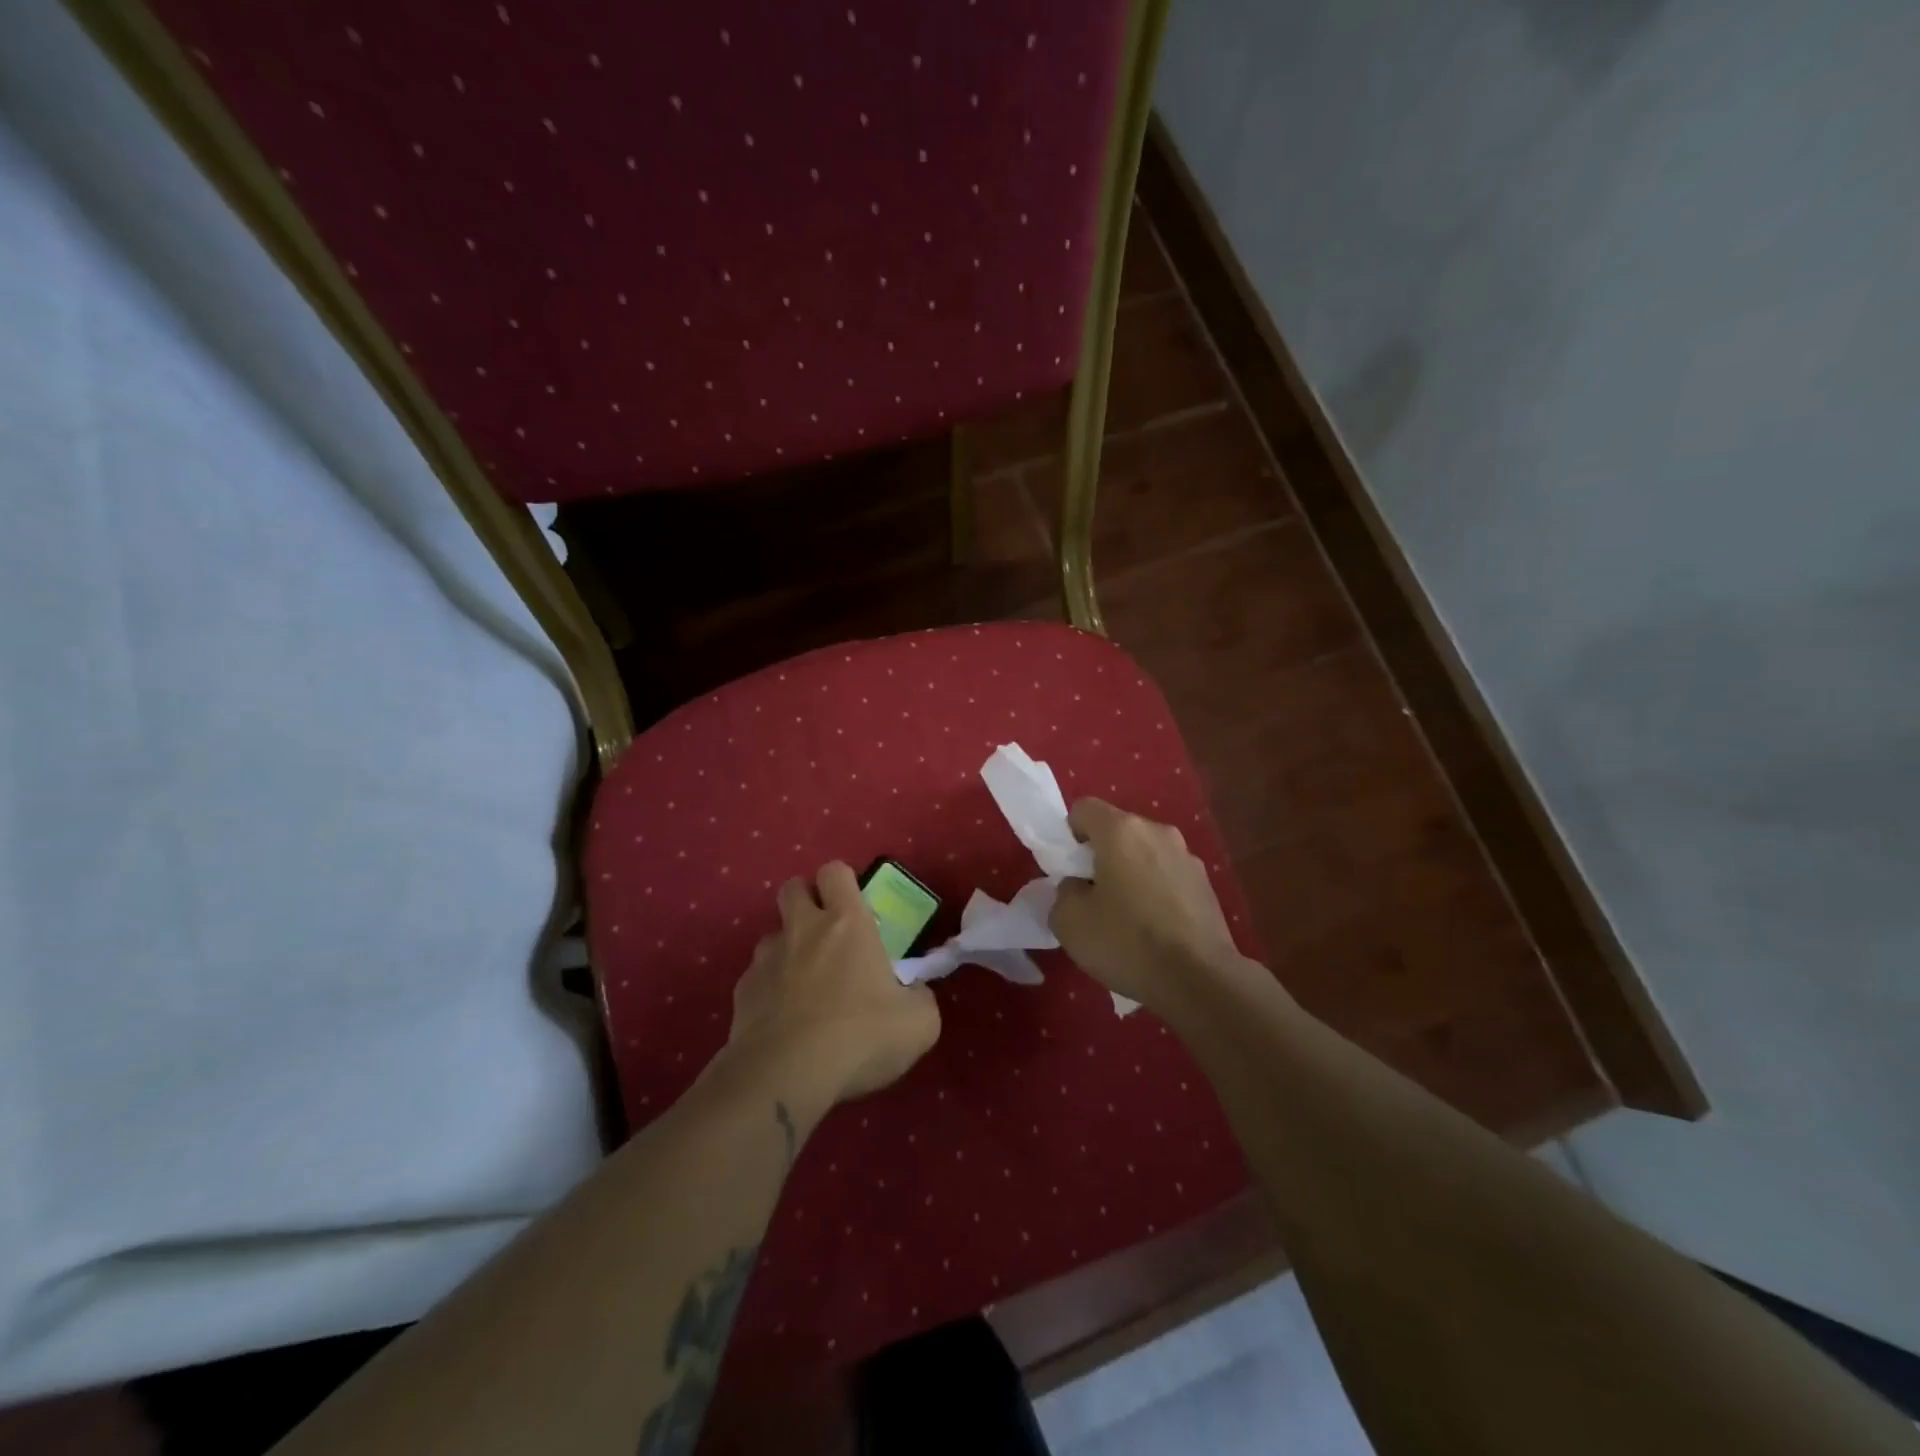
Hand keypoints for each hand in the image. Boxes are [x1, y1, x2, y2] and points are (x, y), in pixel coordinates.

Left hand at [726, 862, 940, 1102]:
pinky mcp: (742, 992)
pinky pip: (756, 976)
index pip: (835, 871)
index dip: (843, 881)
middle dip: (806, 899)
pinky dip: (768, 988)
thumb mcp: (919, 1024)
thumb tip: (914, 993)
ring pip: (771, 933)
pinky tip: (782, 1018)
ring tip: (804, 980)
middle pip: (792, 887)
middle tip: (826, 930)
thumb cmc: (860, 1036)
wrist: (787, 1076)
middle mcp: (803, 929)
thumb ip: (920, 998)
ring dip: (787, 946)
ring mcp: (766, 959)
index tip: (855, 905)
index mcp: (847, 923)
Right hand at [1050, 799, 1249, 1017]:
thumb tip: (1079, 887)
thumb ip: (1064, 893)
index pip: (1084, 808)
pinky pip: (1167, 877)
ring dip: (1131, 874)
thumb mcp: (1069, 922)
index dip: (1069, 834)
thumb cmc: (1127, 942)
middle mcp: (1157, 832)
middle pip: (1117, 831)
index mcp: (1121, 830)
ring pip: (1145, 854)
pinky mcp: (1206, 885)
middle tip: (1093, 898)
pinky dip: (1156, 893)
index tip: (1070, 870)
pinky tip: (1155, 931)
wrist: (1200, 980)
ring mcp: (1187, 857)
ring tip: (1128, 919)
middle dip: (1101, 856)